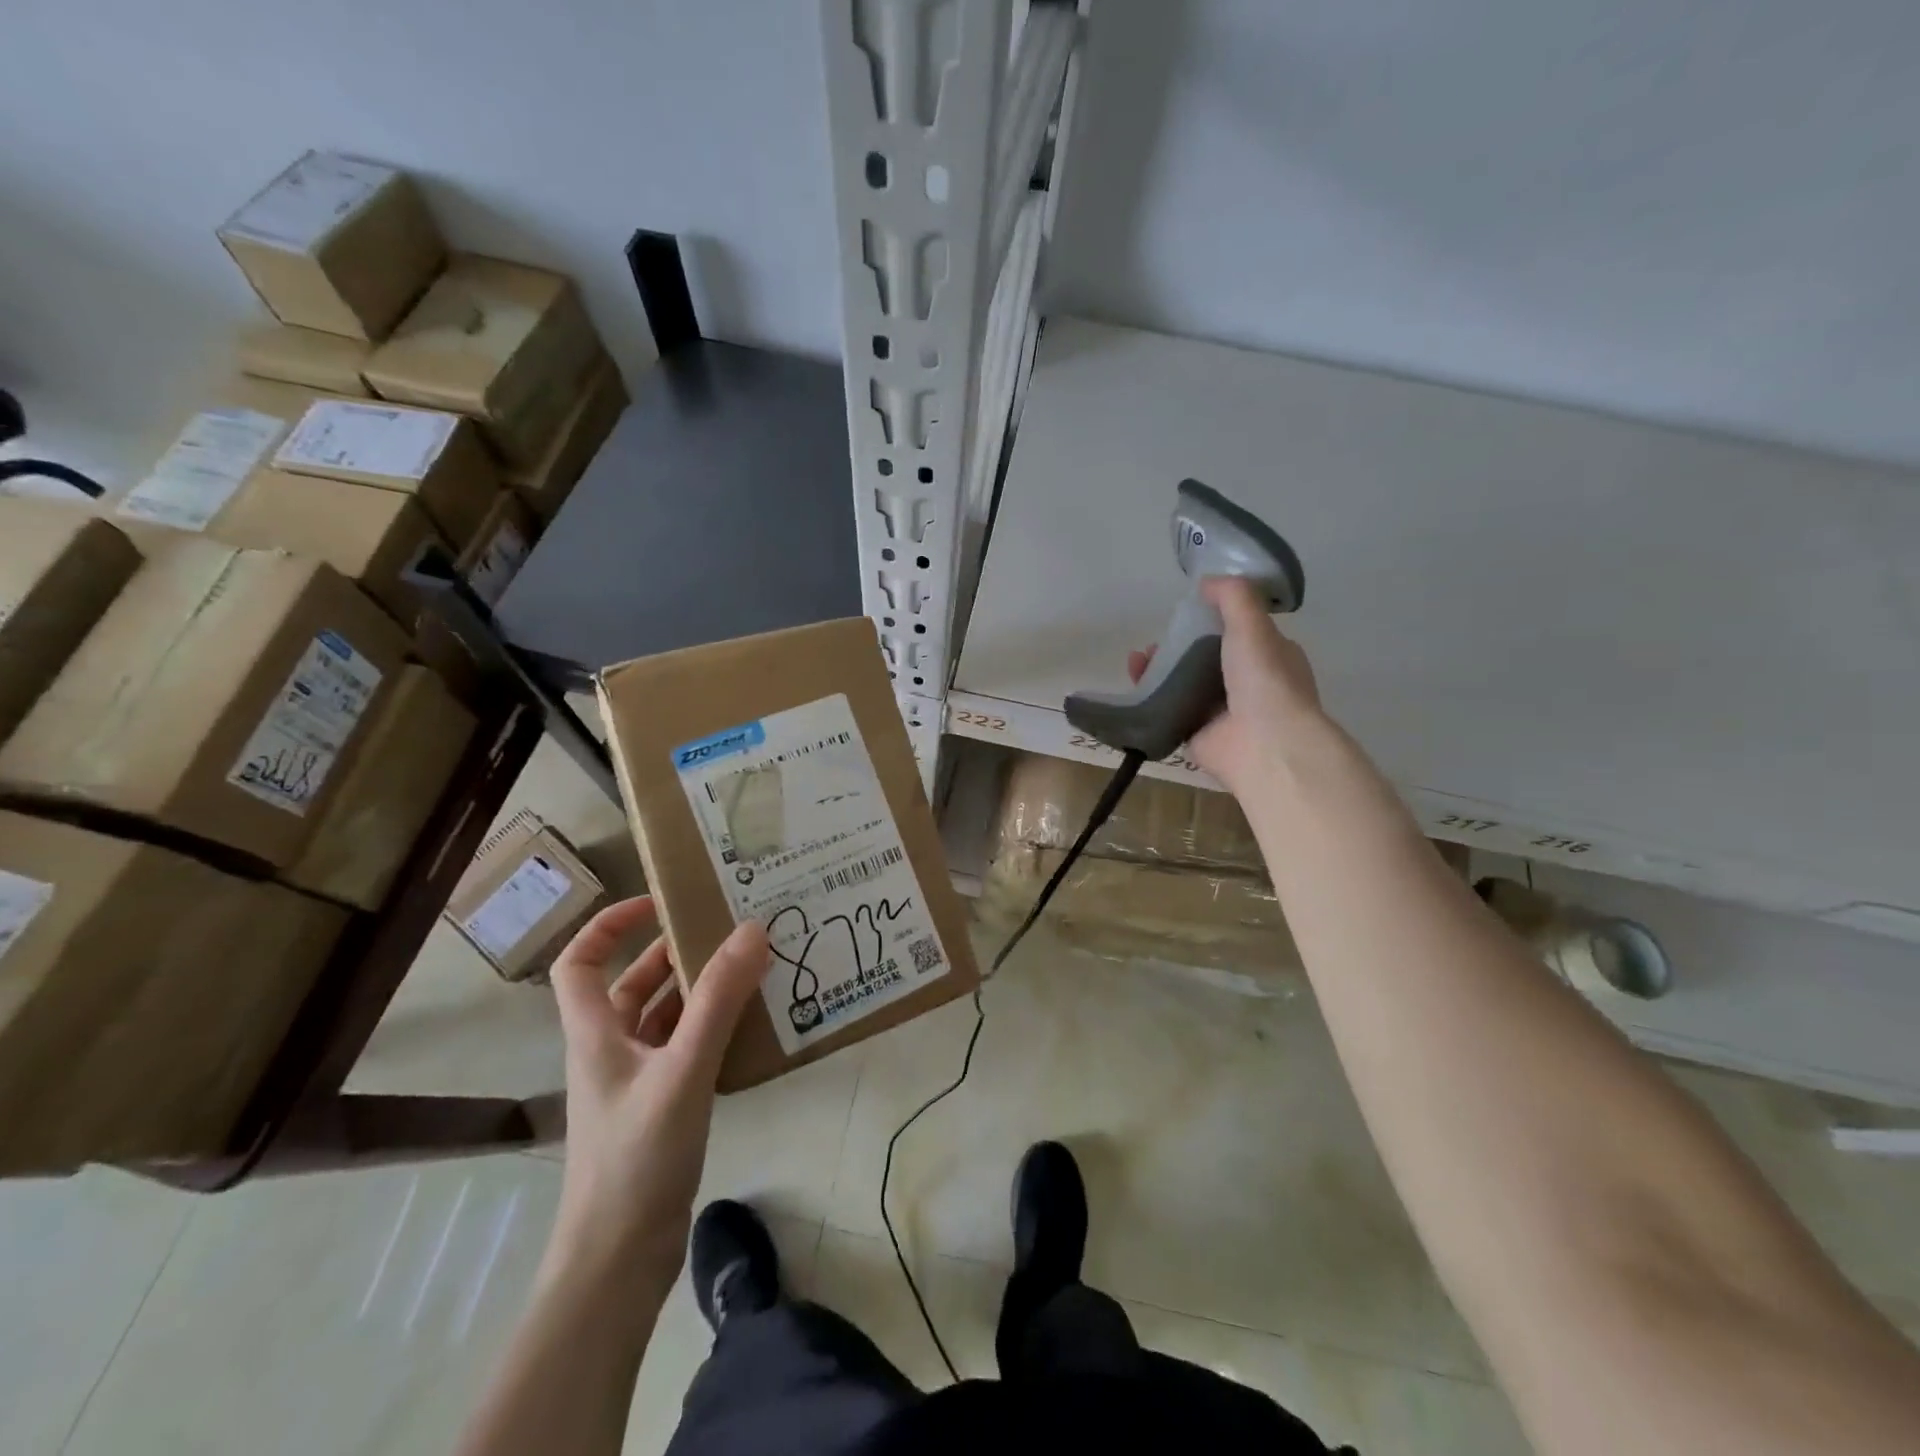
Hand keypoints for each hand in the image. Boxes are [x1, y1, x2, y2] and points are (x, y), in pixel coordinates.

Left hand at [546, 897, 769, 1293]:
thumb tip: (751, 929)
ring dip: (700, 990)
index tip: (658, 903)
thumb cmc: (636, 1157)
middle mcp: (610, 1049)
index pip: (579, 962)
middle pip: (632, 983)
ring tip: (750, 967)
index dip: (609, 925)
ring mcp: (636, 1080)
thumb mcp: (681, 1070)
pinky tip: (750, 1023)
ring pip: (665, 1016)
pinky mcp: (660, 1105)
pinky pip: (685, 1047)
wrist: (619, 1259)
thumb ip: (717, 1001)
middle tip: (728, 930)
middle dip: (674, 952)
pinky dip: (712, 1027)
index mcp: (595, 1032)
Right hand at [1127, 576, 1323, 791]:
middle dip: (1179, 647)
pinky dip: (1151, 698)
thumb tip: (1205, 582)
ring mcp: (1222, 712)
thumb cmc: (1264, 679)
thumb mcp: (1252, 625)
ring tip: (1138, 660)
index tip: (1188, 611)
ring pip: (1185, 684)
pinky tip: (1134, 684)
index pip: (1241, 632)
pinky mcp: (1197, 734)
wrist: (1263, 744)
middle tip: (1155, 641)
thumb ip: (1232, 596)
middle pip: (1207, 659)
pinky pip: (1170, 711)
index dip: (1214, 620)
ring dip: (1160, 670)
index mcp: (1271, 657)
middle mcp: (1249, 685)